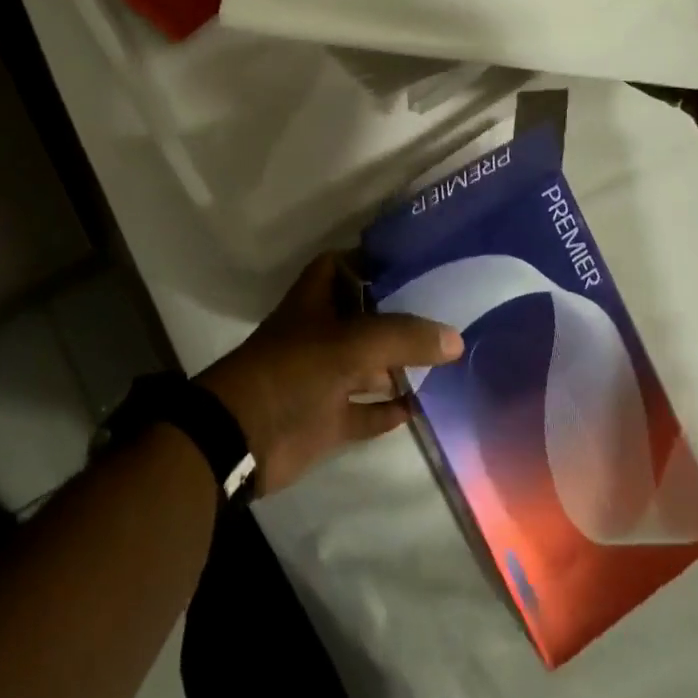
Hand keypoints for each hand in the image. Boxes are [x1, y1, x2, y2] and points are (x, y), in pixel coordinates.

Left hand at [197, 253, 462, 497]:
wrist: (242, 437)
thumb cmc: (294, 371)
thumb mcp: (351, 343)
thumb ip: (404, 336)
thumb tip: (456, 338)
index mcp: (316, 301)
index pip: (344, 265)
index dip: (373, 260)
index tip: (416, 260)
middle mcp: (321, 333)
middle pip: (364, 316)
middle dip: (399, 314)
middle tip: (447, 310)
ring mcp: (324, 377)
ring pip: (369, 365)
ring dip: (400, 365)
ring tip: (447, 357)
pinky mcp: (327, 418)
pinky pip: (366, 411)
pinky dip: (388, 410)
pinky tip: (421, 407)